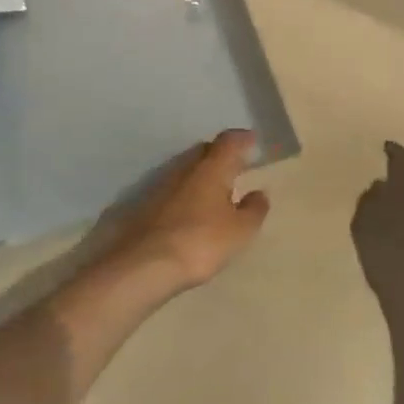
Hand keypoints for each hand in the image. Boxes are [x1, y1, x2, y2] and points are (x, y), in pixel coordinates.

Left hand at [108, 130, 269, 294]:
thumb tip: (259, 193)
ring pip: (187, 169)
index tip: (252, 140)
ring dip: (202, 175)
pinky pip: (174, 189)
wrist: (144, 264)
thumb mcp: (239, 231)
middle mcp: (186, 168)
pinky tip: (192, 211)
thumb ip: (254, 210)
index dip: (242, 139)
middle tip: (235, 166)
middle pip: (205, 151)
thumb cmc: (201, 242)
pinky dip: (187, 193)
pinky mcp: (146, 204)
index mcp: (212, 167)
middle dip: (221, 154)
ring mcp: (162, 184)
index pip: (229, 141)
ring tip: (215, 191)